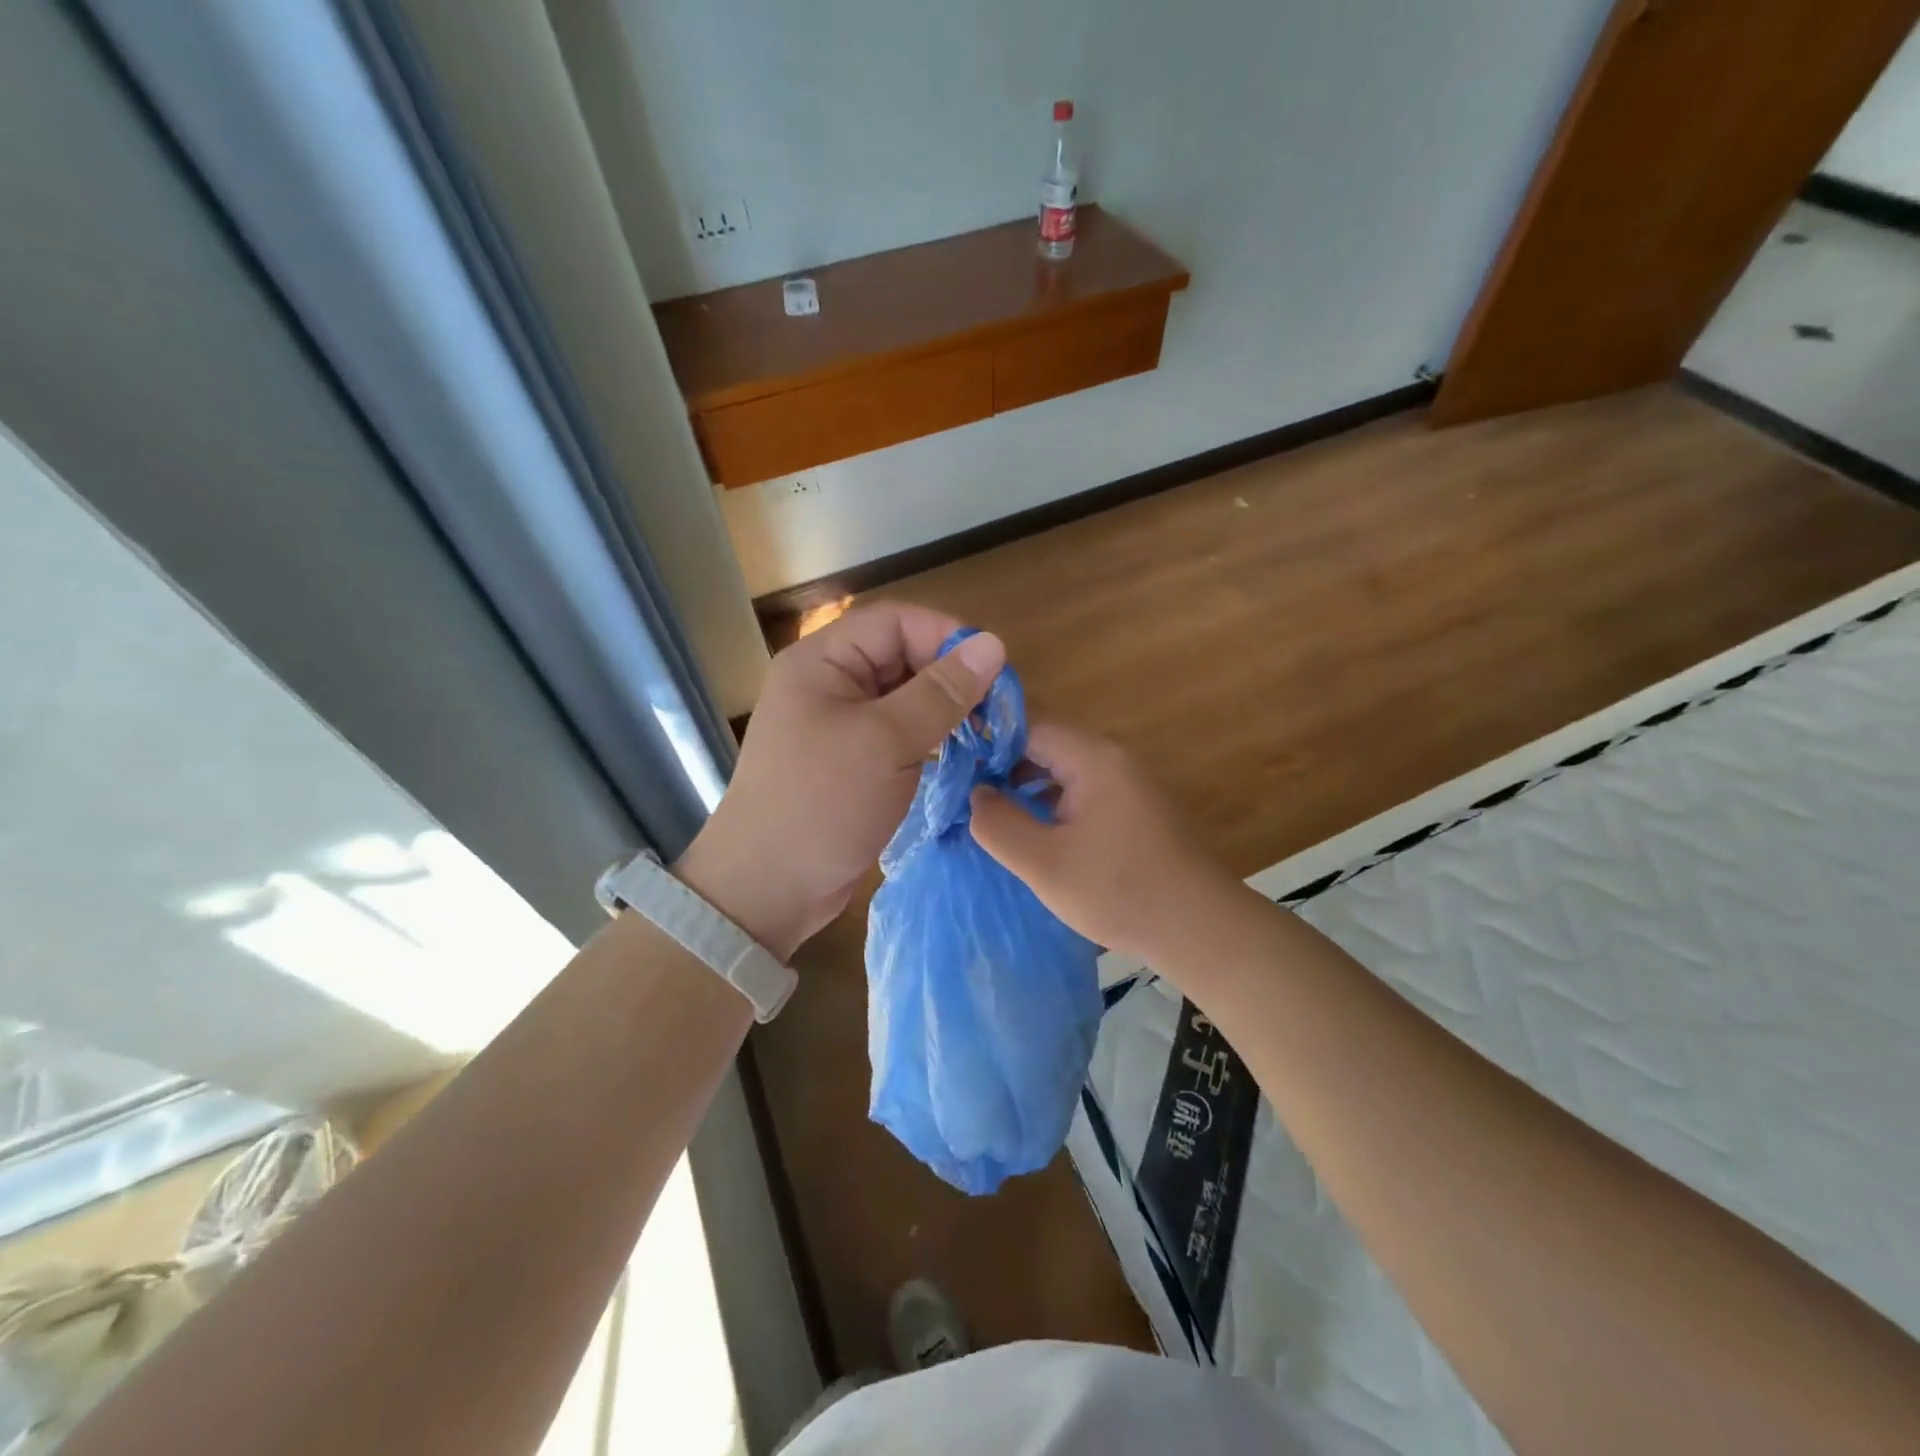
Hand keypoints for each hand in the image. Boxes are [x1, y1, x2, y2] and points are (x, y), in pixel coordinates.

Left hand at [675, 603, 1004, 958]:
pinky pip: (898, 734)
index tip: (992, 671)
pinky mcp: (851, 761)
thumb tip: (993, 644)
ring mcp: (838, 724)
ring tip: (986, 734)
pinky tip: (961, 756)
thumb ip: (941, 692)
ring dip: (944, 711)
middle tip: (996, 709)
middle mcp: (828, 683)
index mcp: (823, 661)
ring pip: (904, 698)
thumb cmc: (822, 803)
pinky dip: (930, 739)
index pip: (895, 622)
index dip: (946, 637)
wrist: (767, 889)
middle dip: (950, 677)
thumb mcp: (887, 742)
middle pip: (901, 657)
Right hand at [968, 723, 1235, 965]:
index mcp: (1092, 758)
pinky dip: (1048, 802)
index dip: (985, 739)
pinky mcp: (1131, 809)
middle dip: (1000, 764)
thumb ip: (998, 824)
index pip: (1027, 724)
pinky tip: (1028, 830)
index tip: (950, 761)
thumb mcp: (1044, 863)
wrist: (1200, 929)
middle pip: (1044, 743)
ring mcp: (1125, 783)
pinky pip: (1078, 791)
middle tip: (959, 790)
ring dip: (1024, 785)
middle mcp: (1111, 759)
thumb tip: (975, 794)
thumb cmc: (1119, 891)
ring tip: (985, 810)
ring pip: (1060, 769)